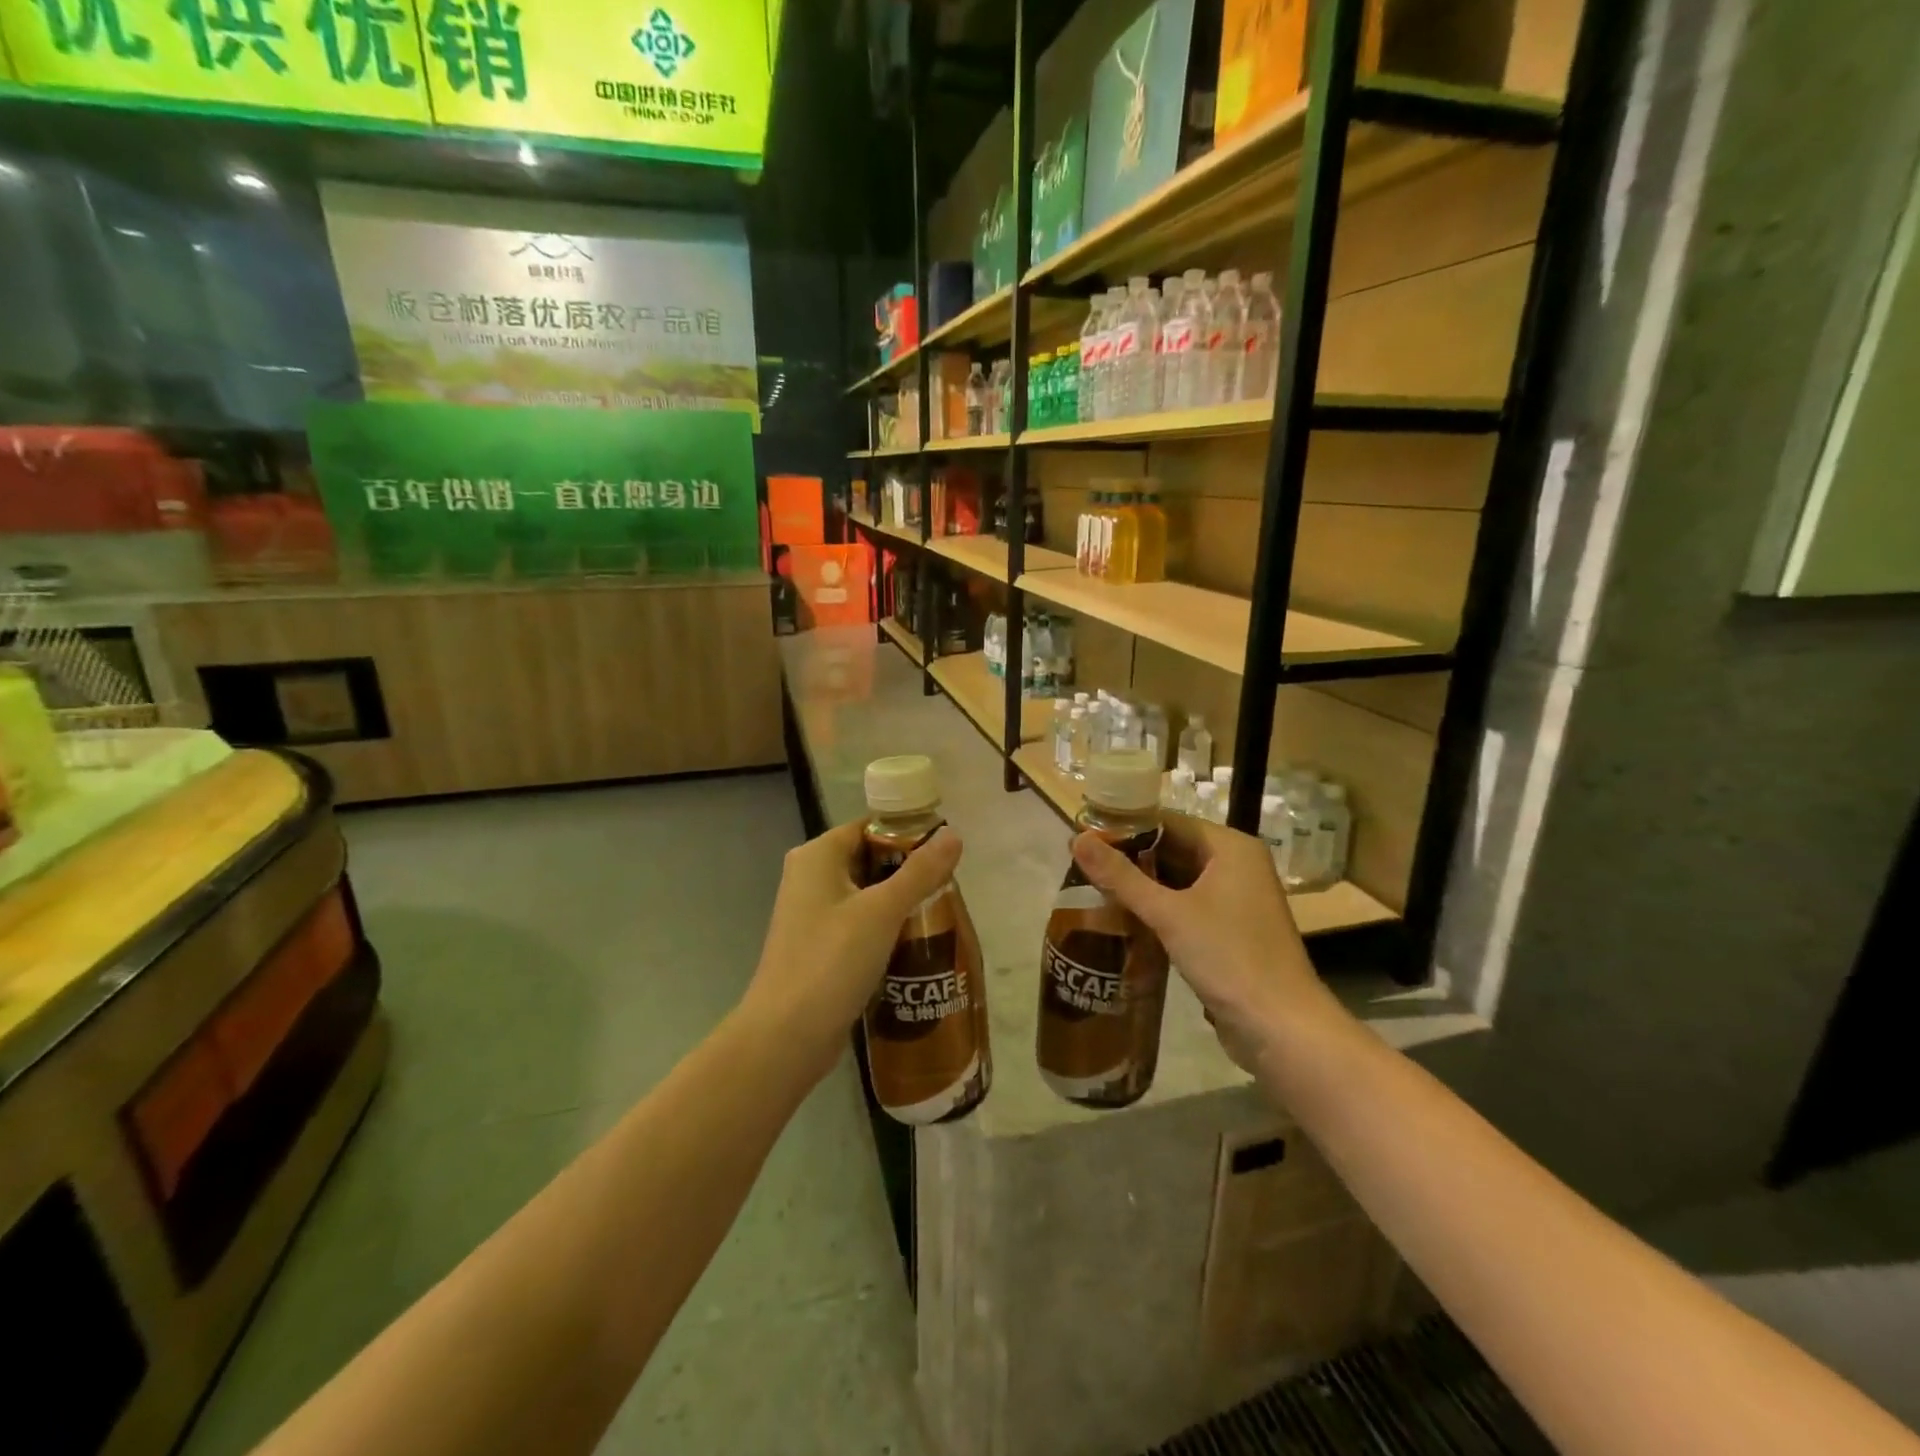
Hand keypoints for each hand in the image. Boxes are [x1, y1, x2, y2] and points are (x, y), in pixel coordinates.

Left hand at [744, 819, 963, 1079]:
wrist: (786, 1037)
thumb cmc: (832, 961)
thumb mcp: (882, 911)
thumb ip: (920, 871)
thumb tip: (953, 834)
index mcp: (817, 855)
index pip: (869, 826)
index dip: (908, 833)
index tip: (947, 851)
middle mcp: (810, 877)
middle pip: (869, 858)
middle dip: (909, 871)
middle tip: (951, 885)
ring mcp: (813, 914)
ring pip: (867, 894)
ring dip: (900, 902)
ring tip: (943, 912)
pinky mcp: (820, 946)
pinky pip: (860, 924)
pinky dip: (886, 928)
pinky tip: (917, 943)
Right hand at [1071, 814, 1342, 1070]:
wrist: (1281, 1028)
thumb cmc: (1228, 958)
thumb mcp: (1168, 914)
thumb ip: (1121, 876)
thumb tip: (1077, 839)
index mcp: (1231, 847)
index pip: (1169, 821)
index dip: (1126, 827)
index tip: (1085, 837)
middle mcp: (1237, 865)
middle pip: (1174, 849)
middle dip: (1131, 858)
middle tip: (1083, 865)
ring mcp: (1237, 899)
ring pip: (1180, 879)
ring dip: (1143, 885)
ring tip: (1094, 888)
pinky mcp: (1232, 929)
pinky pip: (1188, 905)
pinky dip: (1160, 908)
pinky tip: (1126, 917)